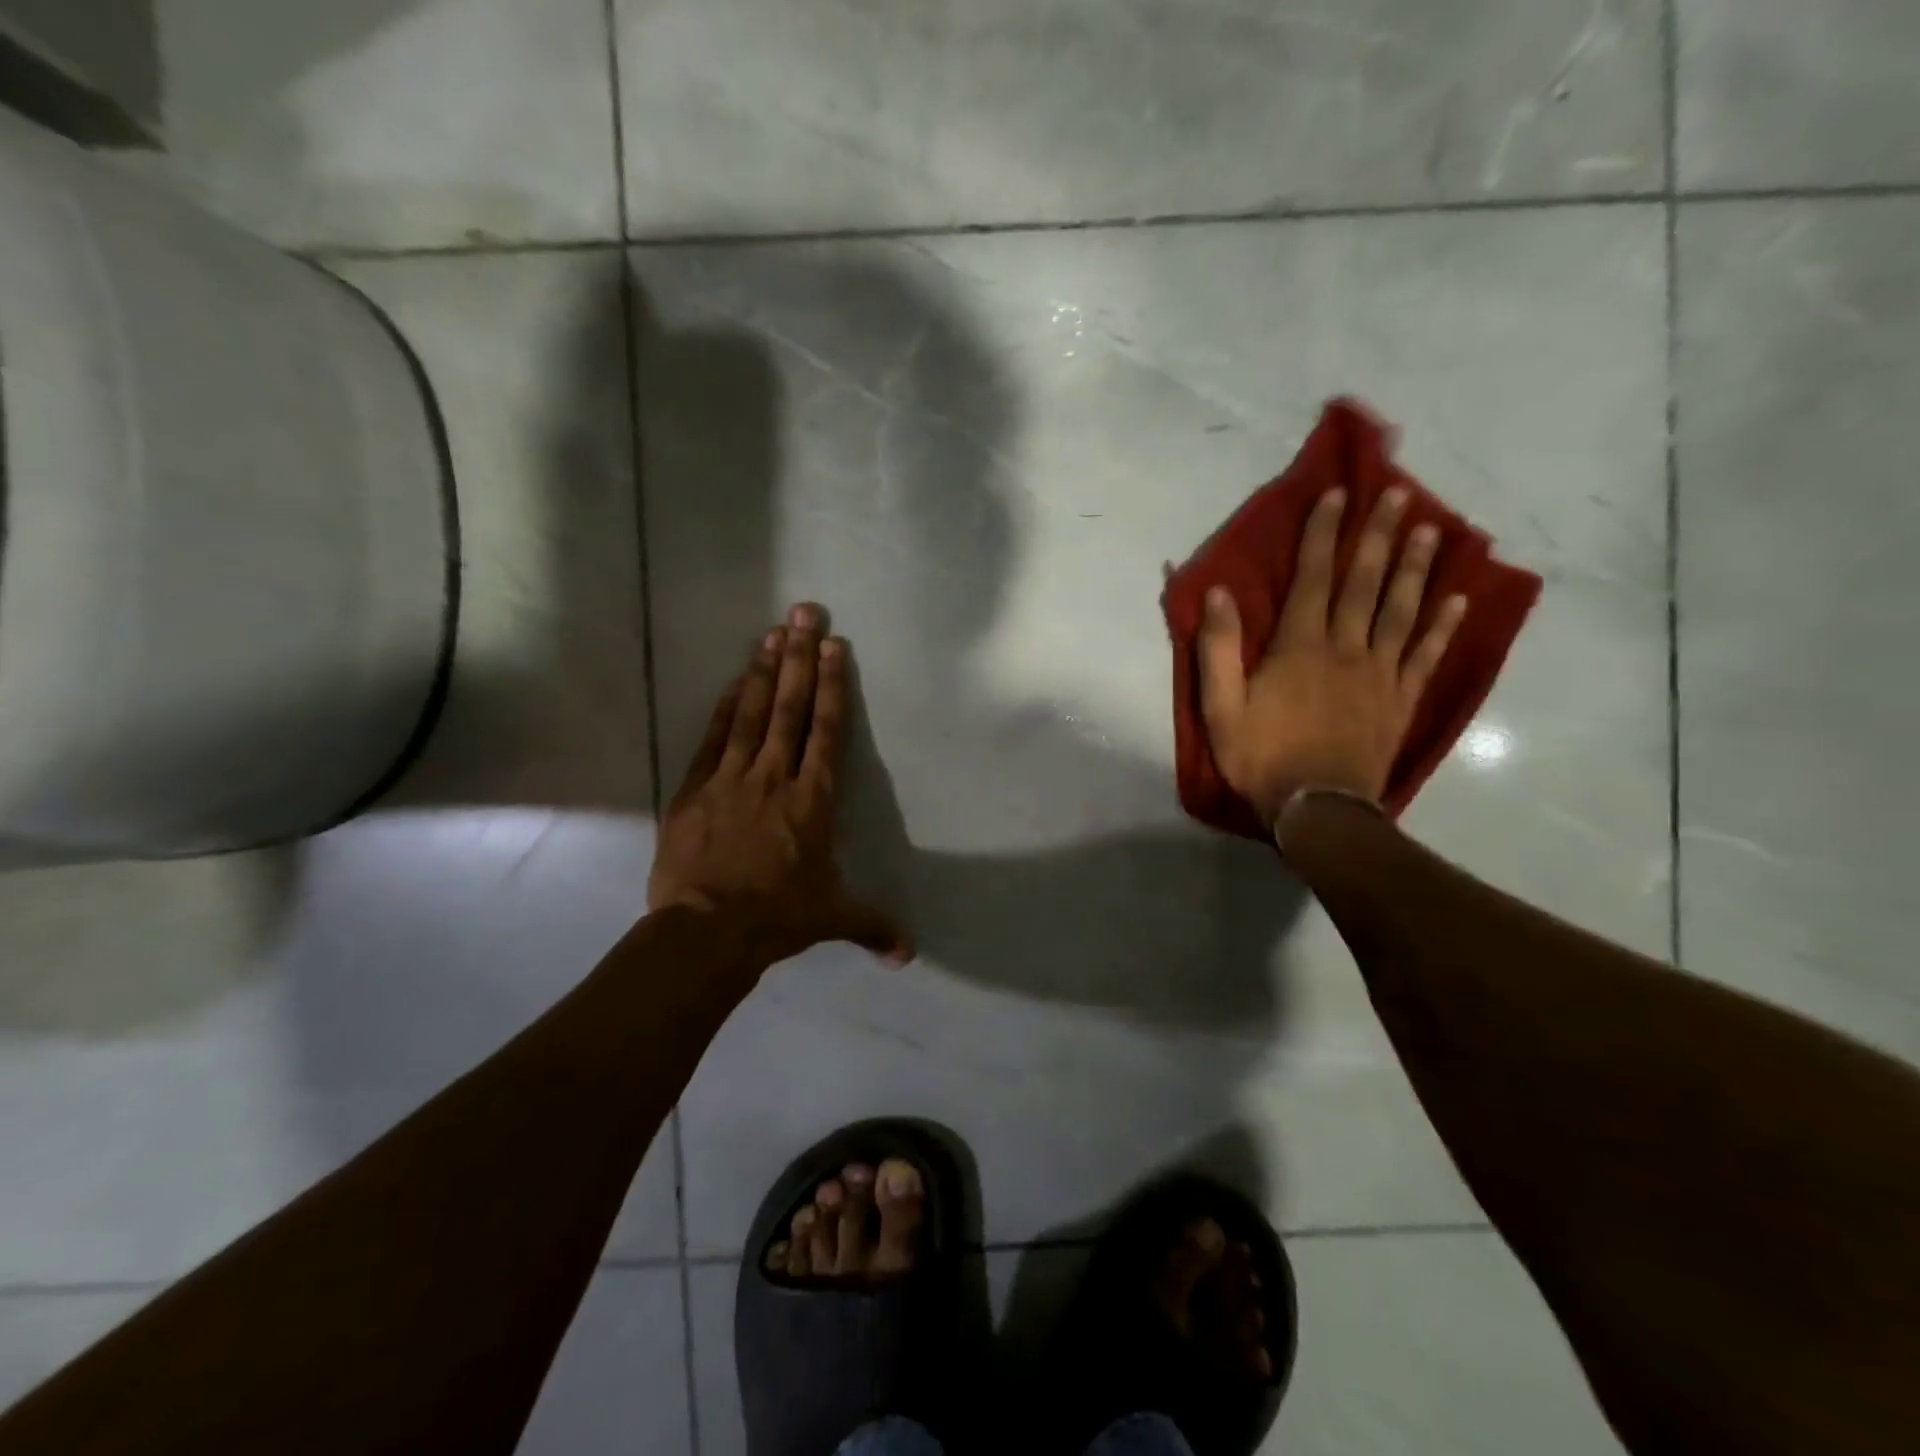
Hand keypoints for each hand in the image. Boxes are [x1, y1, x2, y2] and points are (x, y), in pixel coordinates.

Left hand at [649, 603, 912, 970]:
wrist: (707, 932)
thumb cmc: (778, 917)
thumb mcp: (833, 918)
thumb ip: (873, 927)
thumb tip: (908, 957)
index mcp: (813, 800)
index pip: (827, 731)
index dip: (831, 686)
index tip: (833, 646)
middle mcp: (776, 777)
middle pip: (790, 708)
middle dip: (799, 657)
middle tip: (804, 613)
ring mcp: (732, 778)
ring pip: (752, 713)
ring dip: (763, 669)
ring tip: (773, 631)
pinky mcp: (695, 789)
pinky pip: (714, 737)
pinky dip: (726, 706)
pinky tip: (734, 679)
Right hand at [1198, 487, 1466, 819]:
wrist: (1317, 809)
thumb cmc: (1261, 756)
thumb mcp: (1221, 707)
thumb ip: (1218, 650)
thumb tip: (1219, 594)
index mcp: (1299, 647)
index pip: (1313, 578)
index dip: (1324, 534)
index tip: (1338, 494)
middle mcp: (1345, 648)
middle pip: (1366, 583)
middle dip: (1381, 535)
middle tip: (1402, 494)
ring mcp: (1380, 673)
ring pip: (1402, 610)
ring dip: (1417, 568)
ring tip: (1433, 530)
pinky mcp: (1400, 700)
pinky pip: (1426, 655)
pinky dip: (1443, 626)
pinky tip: (1458, 599)